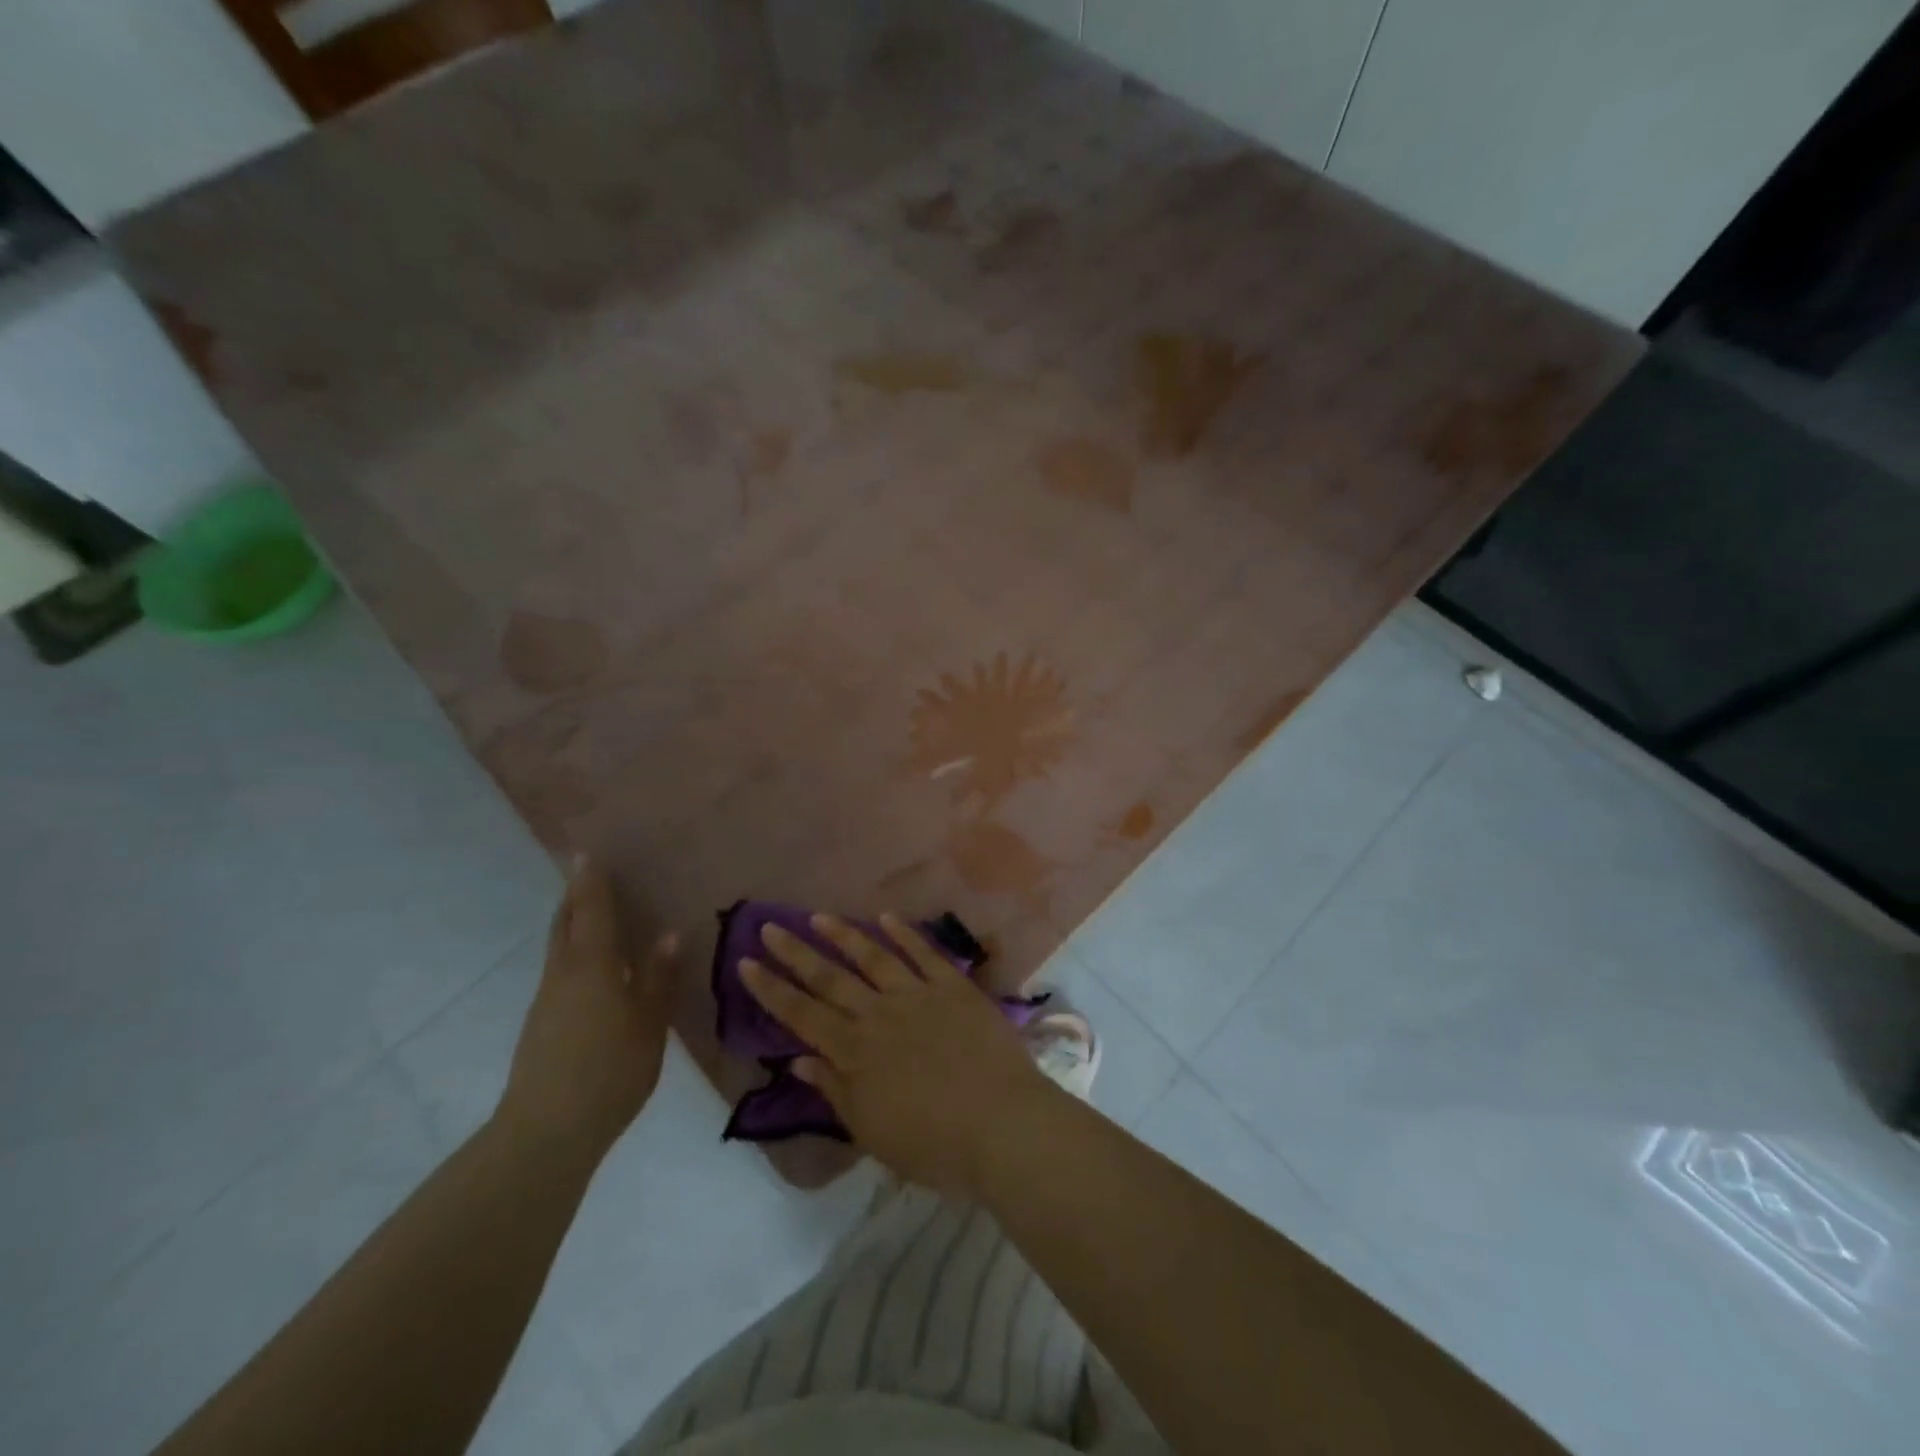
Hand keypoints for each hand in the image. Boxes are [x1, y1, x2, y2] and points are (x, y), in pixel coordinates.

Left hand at [497, 858, 677, 1161]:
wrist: (546, 1132)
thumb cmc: (609, 1070)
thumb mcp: (649, 1023)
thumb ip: (659, 978)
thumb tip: (669, 933)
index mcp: (592, 966)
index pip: (590, 911)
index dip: (590, 882)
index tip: (585, 853)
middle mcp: (563, 974)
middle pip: (564, 924)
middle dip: (574, 897)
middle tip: (585, 875)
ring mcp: (547, 1001)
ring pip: (558, 948)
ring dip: (570, 923)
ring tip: (589, 912)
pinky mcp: (541, 1025)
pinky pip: (559, 971)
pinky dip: (572, 952)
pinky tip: (591, 968)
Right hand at [742, 913, 1054, 1198]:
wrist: (1001, 1126)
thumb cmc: (933, 1144)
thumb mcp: (872, 1131)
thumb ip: (835, 1090)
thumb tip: (799, 1062)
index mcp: (855, 1053)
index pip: (802, 1015)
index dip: (772, 990)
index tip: (746, 962)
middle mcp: (879, 1015)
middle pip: (830, 978)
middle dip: (796, 952)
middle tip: (769, 925)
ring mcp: (918, 995)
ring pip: (873, 957)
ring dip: (844, 935)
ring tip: (819, 916)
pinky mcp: (954, 987)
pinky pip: (924, 953)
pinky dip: (904, 934)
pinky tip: (886, 918)